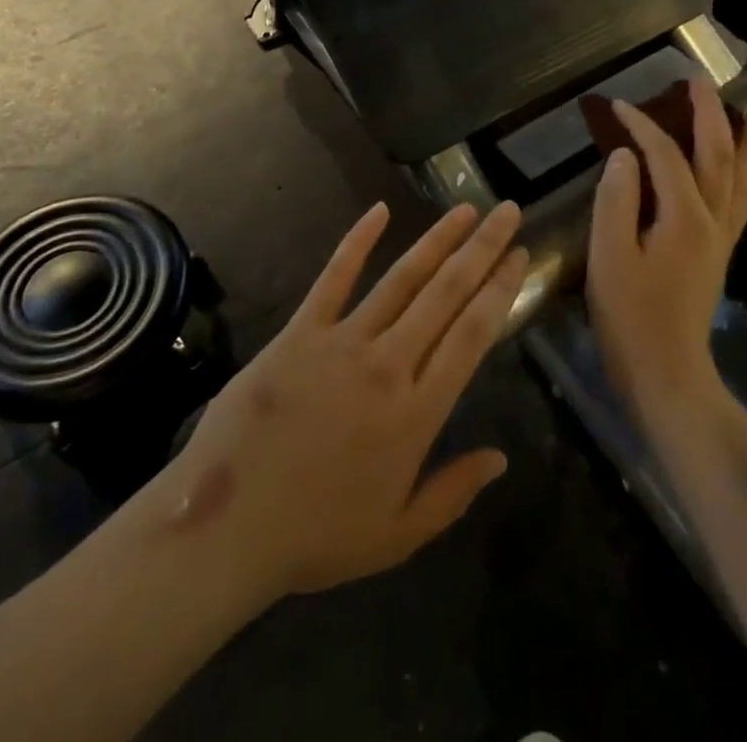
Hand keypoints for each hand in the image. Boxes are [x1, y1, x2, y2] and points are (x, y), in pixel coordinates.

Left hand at [137, 201, 527, 599]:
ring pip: (402, 278)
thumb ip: (454, 492)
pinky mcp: (300, 331)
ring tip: (466, 209)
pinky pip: (334, 277)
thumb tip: (501, 457)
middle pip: (446, 293)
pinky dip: (357, 241)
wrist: (226, 528)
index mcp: (418, 412)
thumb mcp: (398, 535)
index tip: (521, 256)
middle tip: (508, 211)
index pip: (473, 334)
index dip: (501, 290)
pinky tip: (379, 210)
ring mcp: (343, 341)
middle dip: (483, 249)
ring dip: (438, 240)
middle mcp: (389, 364)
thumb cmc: (316, 536)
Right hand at [585, 78, 746, 422]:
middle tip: (696, 80)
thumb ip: (615, 200)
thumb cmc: (630, 317)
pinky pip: (740, 197)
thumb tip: (624, 155)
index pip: (665, 154)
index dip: (641, 126)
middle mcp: (713, 219)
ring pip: (741, 175)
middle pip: (717, 153)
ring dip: (742, 138)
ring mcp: (722, 237)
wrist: (667, 374)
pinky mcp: (720, 252)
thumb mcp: (609, 257)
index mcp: (684, 217)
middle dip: (708, 113)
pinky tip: (742, 163)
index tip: (616, 105)